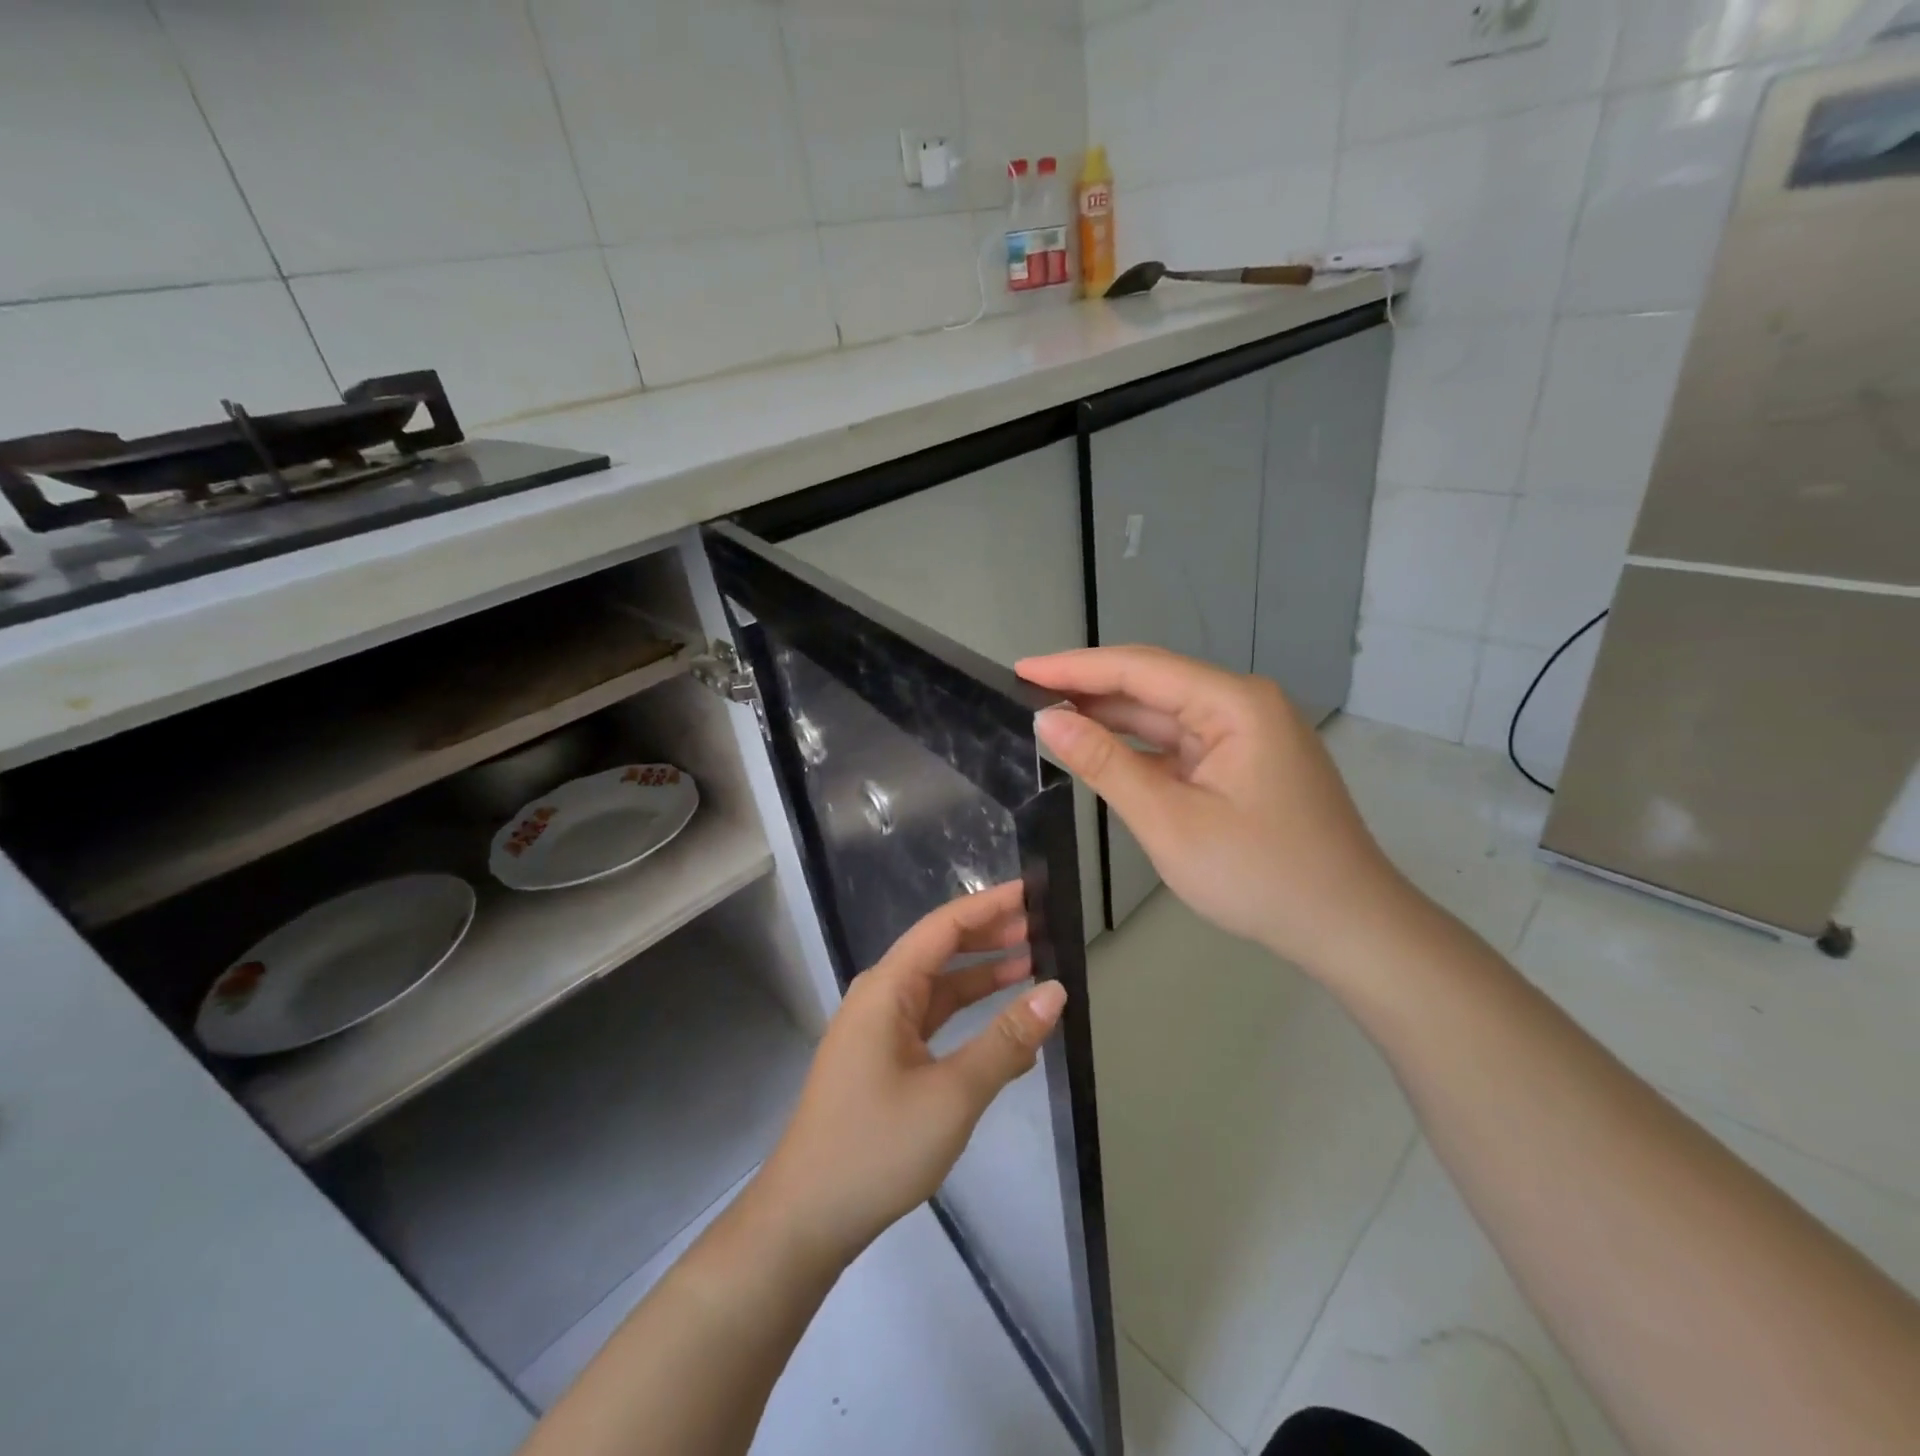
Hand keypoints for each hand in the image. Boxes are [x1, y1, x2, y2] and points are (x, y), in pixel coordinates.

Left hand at [755, 883, 1068, 1267]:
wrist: (807, 1217)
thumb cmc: (877, 1147)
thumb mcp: (952, 1094)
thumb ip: (1005, 1040)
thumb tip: (1055, 992)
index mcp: (887, 988)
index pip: (943, 927)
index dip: (987, 906)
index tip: (1030, 891)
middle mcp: (879, 996)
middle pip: (939, 949)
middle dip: (987, 934)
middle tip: (1040, 926)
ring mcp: (877, 1028)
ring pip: (936, 985)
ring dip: (979, 974)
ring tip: (1030, 962)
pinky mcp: (880, 1058)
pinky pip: (929, 1019)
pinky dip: (965, 1013)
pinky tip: (1000, 1023)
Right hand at [1018, 646, 1409, 970]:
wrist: (1349, 928)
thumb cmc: (1260, 875)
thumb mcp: (1170, 821)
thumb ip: (1106, 764)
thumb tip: (1048, 720)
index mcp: (1234, 703)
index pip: (1138, 669)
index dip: (1073, 668)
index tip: (1019, 669)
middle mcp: (1243, 705)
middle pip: (1152, 684)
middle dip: (1088, 689)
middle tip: (1024, 694)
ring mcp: (1246, 734)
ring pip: (1164, 714)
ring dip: (1111, 717)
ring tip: (1049, 717)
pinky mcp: (1244, 762)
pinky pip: (1180, 743)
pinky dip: (1139, 747)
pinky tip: (1100, 750)